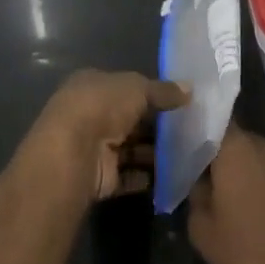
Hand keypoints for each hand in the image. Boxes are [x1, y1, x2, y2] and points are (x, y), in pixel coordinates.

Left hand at [19, 69, 189, 203]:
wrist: (74, 153)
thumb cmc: (102, 107)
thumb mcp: (137, 88)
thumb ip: (163, 90)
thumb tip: (190, 89)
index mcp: (91, 86)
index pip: (124, 88)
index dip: (150, 94)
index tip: (179, 102)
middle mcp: (90, 115)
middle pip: (129, 120)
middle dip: (156, 125)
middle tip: (190, 129)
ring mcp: (94, 148)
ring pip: (131, 149)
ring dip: (155, 153)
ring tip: (188, 153)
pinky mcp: (101, 177)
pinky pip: (130, 175)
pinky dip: (149, 176)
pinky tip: (173, 175)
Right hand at [188, 126, 264, 263]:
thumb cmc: (245, 252)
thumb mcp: (201, 226)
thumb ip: (195, 192)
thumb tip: (198, 180)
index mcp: (237, 147)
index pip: (211, 121)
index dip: (195, 130)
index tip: (181, 143)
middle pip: (234, 138)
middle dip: (217, 152)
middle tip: (198, 172)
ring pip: (254, 155)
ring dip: (239, 167)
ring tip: (222, 192)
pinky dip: (257, 180)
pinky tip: (247, 205)